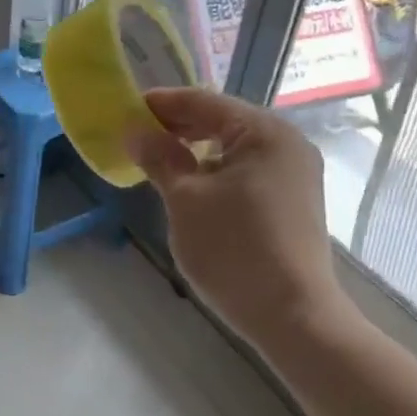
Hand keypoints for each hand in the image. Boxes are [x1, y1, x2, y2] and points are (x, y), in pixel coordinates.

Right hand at [127, 87, 349, 341]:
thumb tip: (134, 131)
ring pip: (233, 147)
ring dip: (194, 150)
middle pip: (221, 120)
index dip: (160, 104)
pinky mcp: (293, 199)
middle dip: (176, 127)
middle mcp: (286, 142)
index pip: (202, 101)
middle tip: (134, 136)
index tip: (123, 110)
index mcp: (263, 131)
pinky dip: (215, 170)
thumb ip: (159, 158)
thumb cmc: (233, 249)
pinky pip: (246, 170)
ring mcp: (294, 172)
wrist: (291, 314)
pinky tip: (190, 185)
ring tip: (156, 161)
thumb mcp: (185, 200)